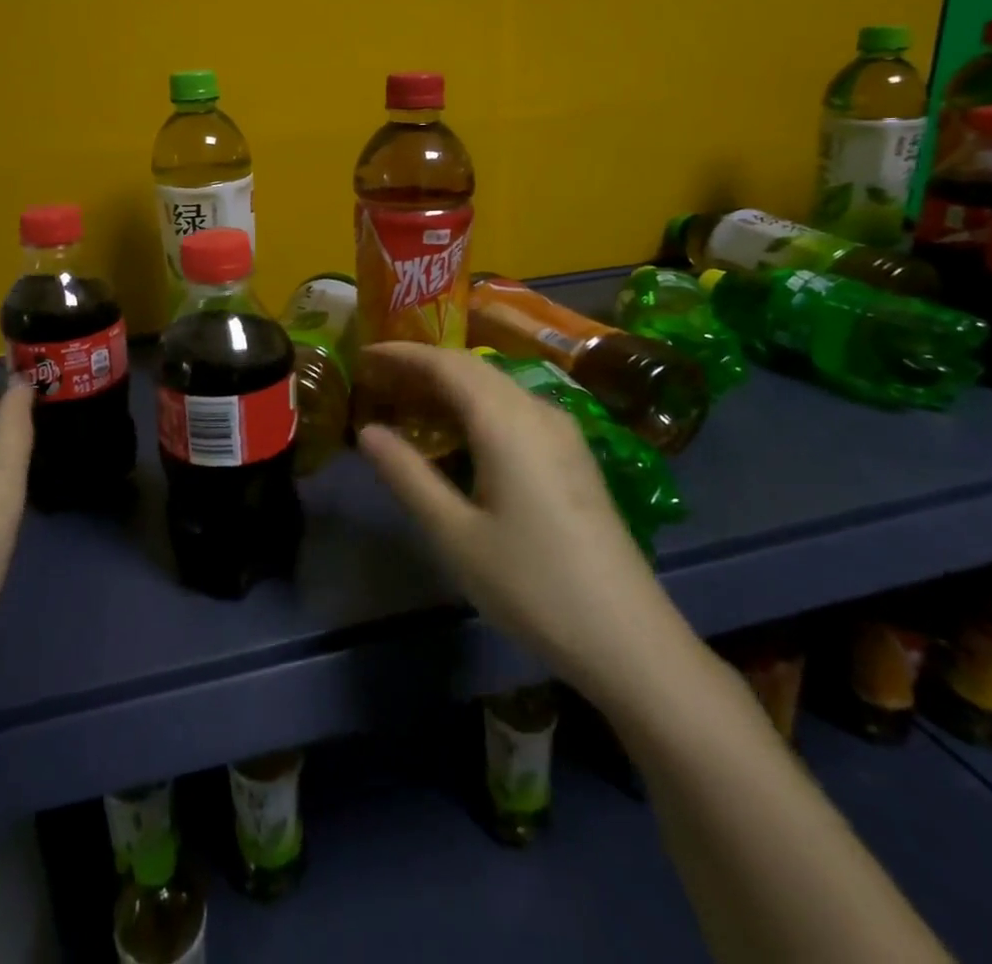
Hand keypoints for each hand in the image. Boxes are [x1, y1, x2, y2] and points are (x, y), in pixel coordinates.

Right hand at [356, 343, 693, 712]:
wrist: (628, 638)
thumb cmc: (531, 584)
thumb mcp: (454, 534)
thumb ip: (407, 474)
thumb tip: (367, 430)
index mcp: (507, 421)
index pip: (446, 363)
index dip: (403, 353)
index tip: (364, 353)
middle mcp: (537, 411)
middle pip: (473, 367)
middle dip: (423, 365)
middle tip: (377, 378)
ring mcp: (562, 431)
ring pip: (496, 386)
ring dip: (450, 384)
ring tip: (407, 401)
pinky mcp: (573, 455)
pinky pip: (514, 408)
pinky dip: (476, 405)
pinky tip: (458, 433)